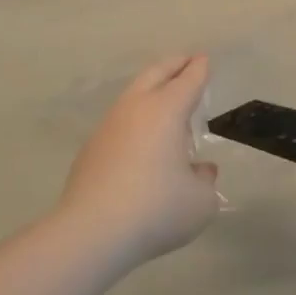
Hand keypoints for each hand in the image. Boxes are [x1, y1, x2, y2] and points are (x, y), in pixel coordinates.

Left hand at [58, 55, 219, 268]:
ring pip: (132, 96)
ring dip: (151, 91)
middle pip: (155, 74)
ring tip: (166, 102)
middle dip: (173, 64)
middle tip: (186, 61)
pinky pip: (119, 123)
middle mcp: (135, 109)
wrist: (92, 233)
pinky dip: (135, 120)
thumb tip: (199, 170)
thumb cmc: (157, 209)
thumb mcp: (200, 201)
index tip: (205, 60)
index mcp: (166, 110)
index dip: (199, 69)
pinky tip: (141, 140)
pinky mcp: (90, 150)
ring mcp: (108, 127)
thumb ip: (204, 180)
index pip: (188, 80)